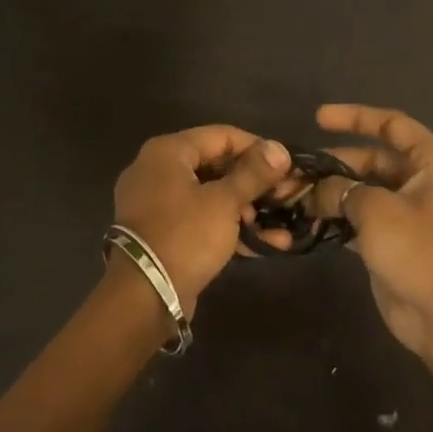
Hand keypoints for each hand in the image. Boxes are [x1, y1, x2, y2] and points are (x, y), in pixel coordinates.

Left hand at [112, 126, 291, 311]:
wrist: (145, 295)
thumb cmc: (185, 235)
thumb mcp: (225, 202)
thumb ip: (254, 174)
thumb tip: (279, 149)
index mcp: (167, 152)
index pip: (221, 135)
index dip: (257, 148)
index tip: (287, 166)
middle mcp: (157, 170)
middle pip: (216, 165)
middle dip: (255, 183)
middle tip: (287, 197)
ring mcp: (157, 203)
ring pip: (211, 195)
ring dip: (247, 209)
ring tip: (281, 226)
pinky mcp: (163, 232)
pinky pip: (201, 219)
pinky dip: (229, 227)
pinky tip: (265, 243)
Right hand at [309, 104, 432, 364]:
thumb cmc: (420, 252)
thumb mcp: (377, 210)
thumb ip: (342, 190)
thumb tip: (315, 190)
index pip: (391, 125)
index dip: (354, 117)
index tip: (317, 118)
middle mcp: (423, 180)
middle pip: (372, 158)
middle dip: (334, 163)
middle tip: (295, 172)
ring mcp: (409, 212)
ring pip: (363, 189)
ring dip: (331, 192)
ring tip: (293, 196)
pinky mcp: (394, 239)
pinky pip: (361, 217)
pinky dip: (337, 217)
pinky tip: (307, 221)